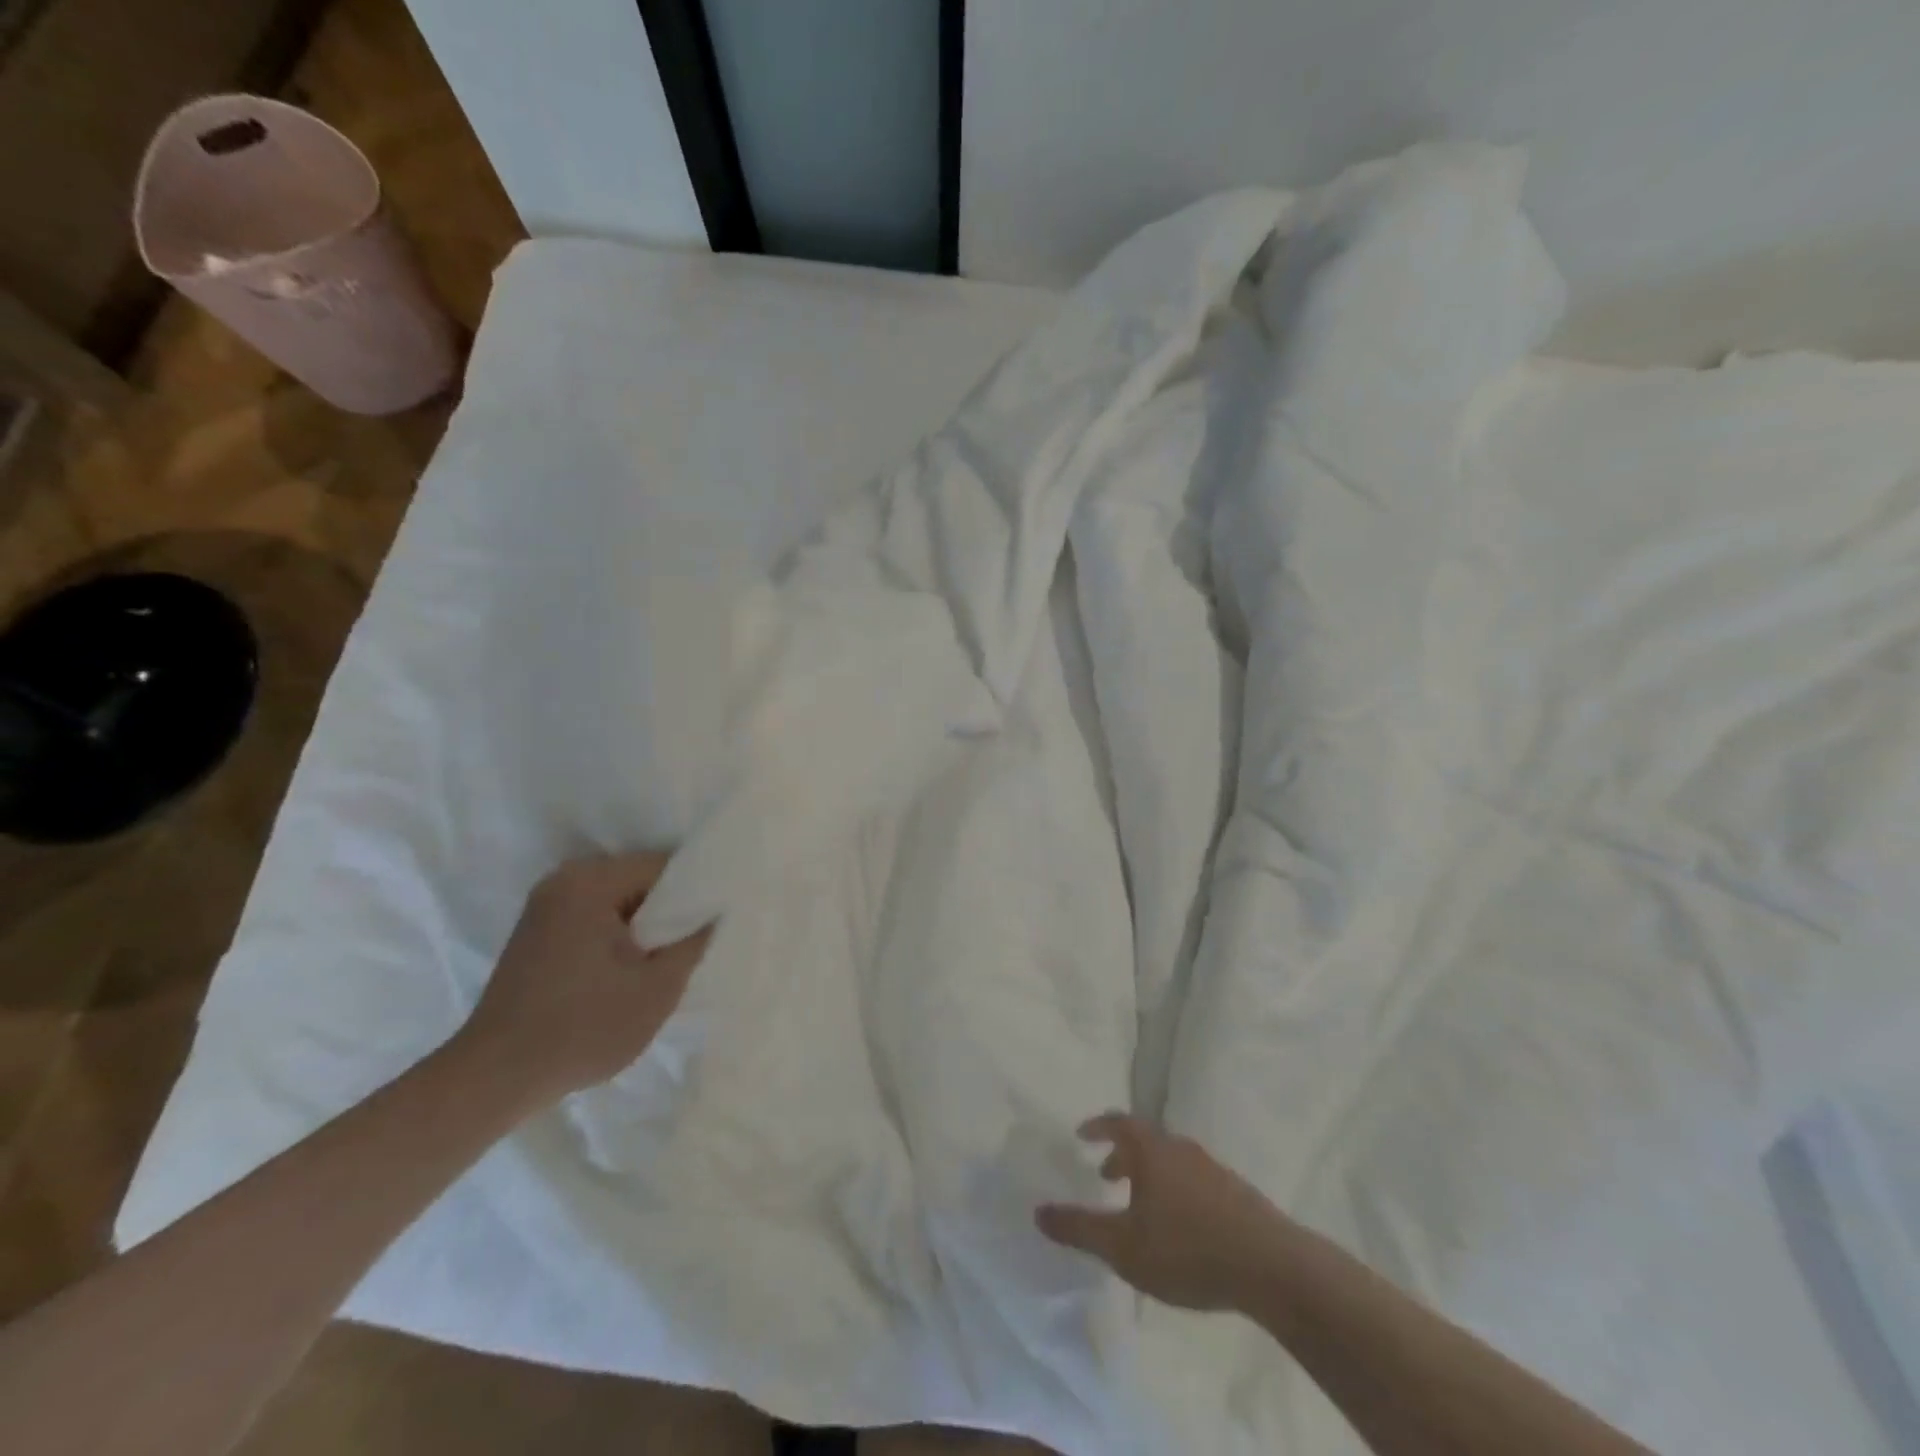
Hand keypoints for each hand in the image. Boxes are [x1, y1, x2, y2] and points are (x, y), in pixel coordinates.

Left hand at [454, 851, 712, 1107]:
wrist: (494, 1080)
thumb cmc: (583, 1028)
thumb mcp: (658, 988)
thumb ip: (693, 940)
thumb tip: (712, 913)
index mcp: (591, 882)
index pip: (664, 867)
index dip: (696, 893)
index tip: (714, 924)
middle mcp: (564, 880)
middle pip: (640, 880)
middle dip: (668, 911)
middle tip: (690, 948)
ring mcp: (545, 905)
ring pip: (619, 901)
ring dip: (643, 927)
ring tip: (661, 963)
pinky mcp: (536, 932)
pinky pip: (594, 917)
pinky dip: (616, 937)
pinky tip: (627, 971)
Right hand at [1035, 1113, 1281, 1311]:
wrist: (1271, 1266)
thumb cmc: (1187, 1249)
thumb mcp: (1123, 1246)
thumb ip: (1079, 1229)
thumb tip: (1038, 1211)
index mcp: (1152, 1150)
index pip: (1118, 1122)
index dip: (1098, 1126)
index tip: (1082, 1135)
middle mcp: (1181, 1148)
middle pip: (1146, 1140)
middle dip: (1122, 1155)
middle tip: (1106, 1175)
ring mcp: (1212, 1169)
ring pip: (1171, 1161)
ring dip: (1150, 1175)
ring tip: (1140, 1206)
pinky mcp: (1236, 1194)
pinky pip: (1194, 1180)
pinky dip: (1176, 1191)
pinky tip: (1179, 1227)